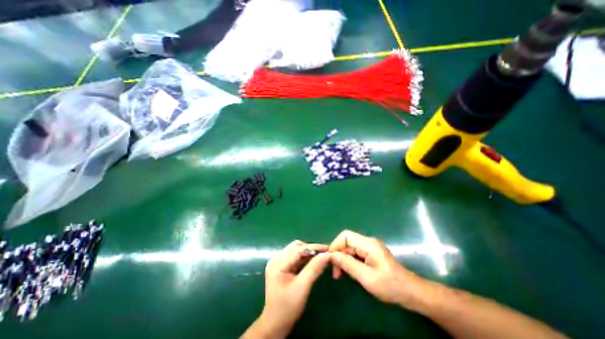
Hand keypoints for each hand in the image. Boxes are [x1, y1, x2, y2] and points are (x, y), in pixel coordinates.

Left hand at [254, 240, 332, 337]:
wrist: (275, 324)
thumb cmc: (288, 307)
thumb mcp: (302, 287)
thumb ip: (314, 269)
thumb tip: (327, 255)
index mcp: (278, 263)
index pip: (298, 249)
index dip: (314, 248)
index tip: (328, 248)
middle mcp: (276, 258)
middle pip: (296, 247)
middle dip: (311, 249)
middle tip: (325, 253)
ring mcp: (278, 262)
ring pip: (296, 250)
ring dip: (309, 253)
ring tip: (321, 256)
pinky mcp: (282, 266)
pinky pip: (295, 257)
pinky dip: (305, 258)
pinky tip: (314, 261)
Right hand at [329, 230, 426, 309]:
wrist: (411, 293)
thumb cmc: (390, 286)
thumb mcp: (367, 278)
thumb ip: (348, 264)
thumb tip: (331, 255)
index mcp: (368, 244)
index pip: (345, 236)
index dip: (335, 245)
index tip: (331, 261)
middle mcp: (368, 242)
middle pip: (347, 242)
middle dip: (338, 255)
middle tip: (336, 273)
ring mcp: (370, 247)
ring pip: (350, 248)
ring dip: (343, 259)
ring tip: (340, 275)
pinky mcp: (371, 254)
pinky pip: (355, 253)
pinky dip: (349, 261)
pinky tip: (349, 272)